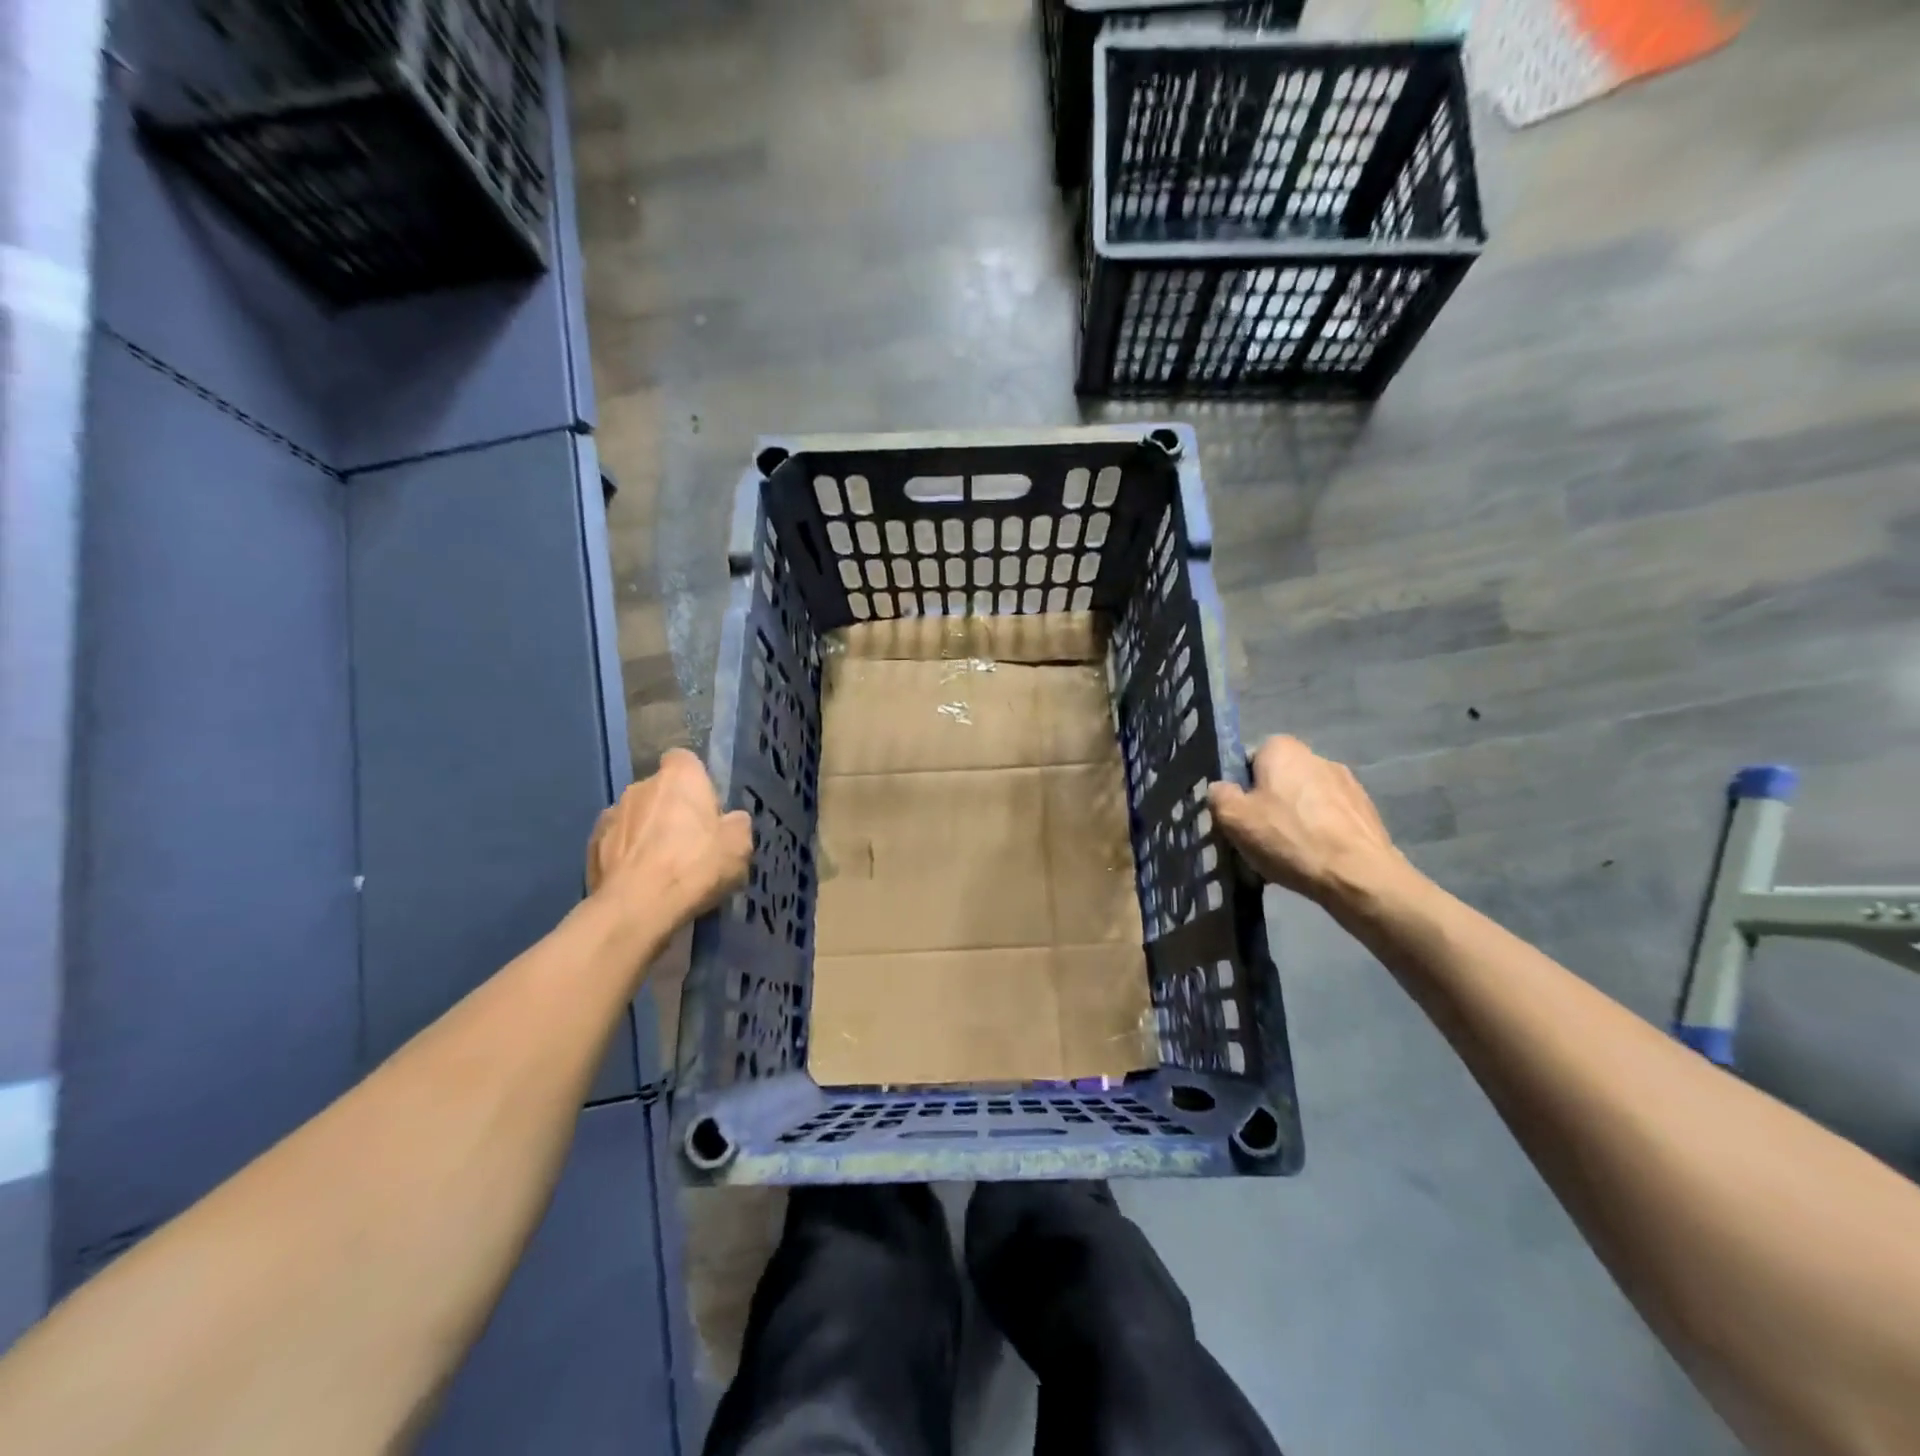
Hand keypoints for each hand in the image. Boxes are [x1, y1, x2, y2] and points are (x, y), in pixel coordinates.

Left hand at [587, 749, 752, 927]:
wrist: (637, 907)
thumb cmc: (696, 866)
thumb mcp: (740, 846)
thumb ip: (736, 824)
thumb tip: (730, 821)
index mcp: (679, 777)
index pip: (685, 760)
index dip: (696, 782)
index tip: (706, 808)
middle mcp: (640, 786)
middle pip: (659, 791)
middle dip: (671, 810)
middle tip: (688, 843)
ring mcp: (610, 814)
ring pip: (635, 817)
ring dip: (646, 833)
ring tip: (660, 867)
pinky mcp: (590, 845)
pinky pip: (615, 843)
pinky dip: (626, 855)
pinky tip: (638, 880)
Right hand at [1210, 736, 1404, 905]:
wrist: (1358, 875)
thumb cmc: (1289, 838)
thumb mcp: (1233, 818)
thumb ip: (1219, 795)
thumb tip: (1222, 789)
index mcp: (1282, 748)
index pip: (1249, 761)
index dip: (1239, 789)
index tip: (1238, 816)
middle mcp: (1317, 756)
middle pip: (1278, 780)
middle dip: (1267, 804)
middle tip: (1258, 838)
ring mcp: (1347, 783)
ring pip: (1304, 800)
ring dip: (1294, 820)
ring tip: (1287, 854)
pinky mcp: (1366, 810)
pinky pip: (1328, 818)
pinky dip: (1318, 834)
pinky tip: (1312, 860)